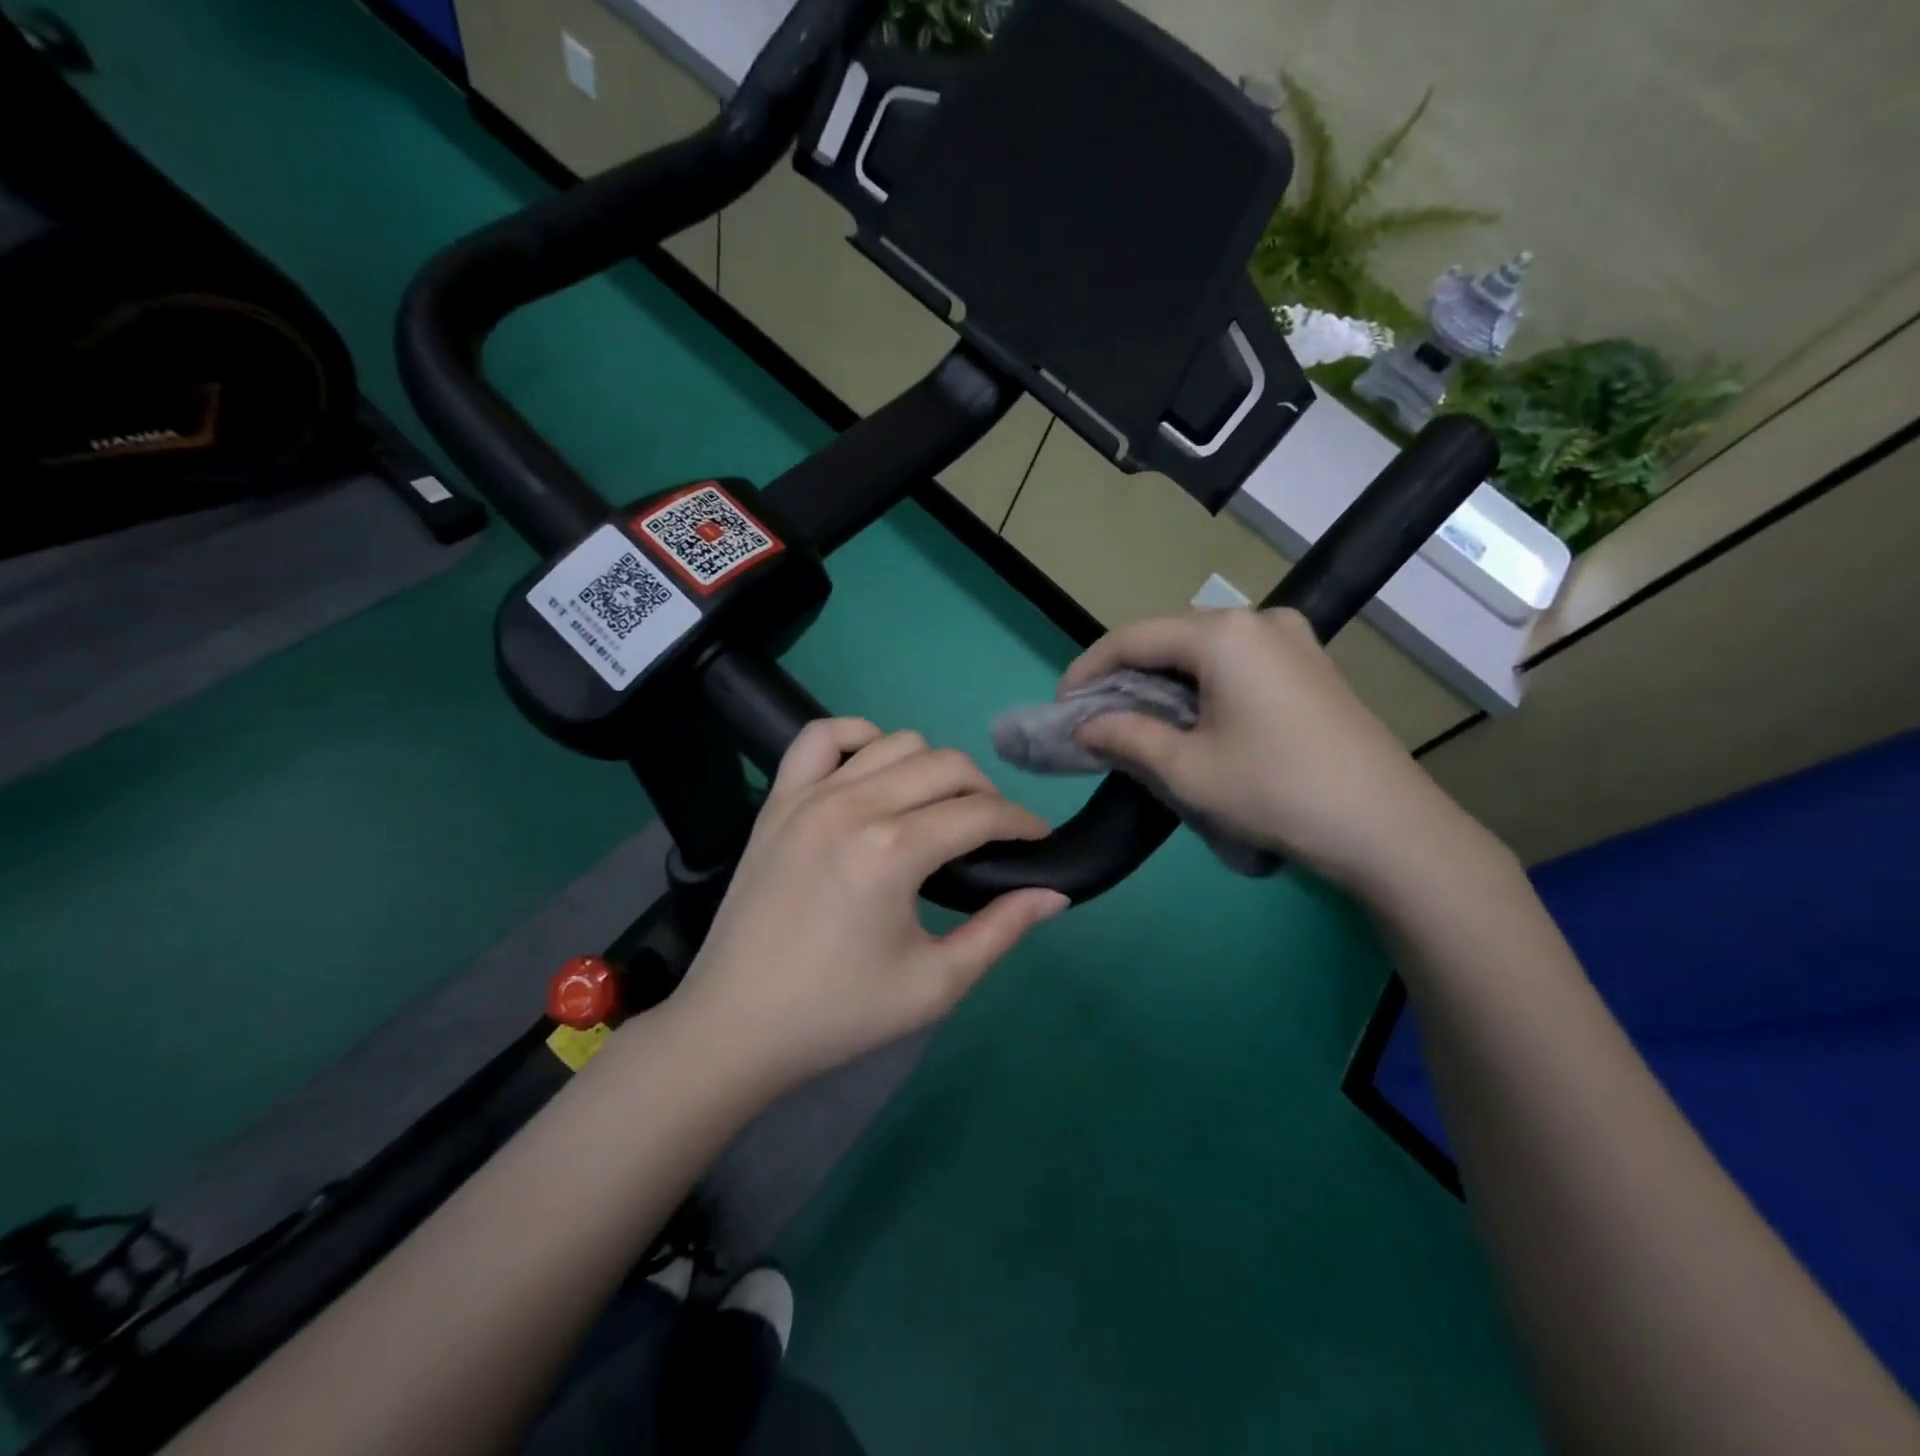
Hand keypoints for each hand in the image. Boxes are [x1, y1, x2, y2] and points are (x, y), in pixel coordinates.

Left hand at [668, 720, 1068, 1096]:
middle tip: (992, 835)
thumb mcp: (935, 986)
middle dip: (986, 793)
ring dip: (932, 768)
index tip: (1038, 841)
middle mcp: (853, 805)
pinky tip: (874, 772)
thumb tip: (1054, 893)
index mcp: (893, 851)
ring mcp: (809, 795)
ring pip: (895, 742)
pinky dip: (860, 738)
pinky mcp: (778, 799)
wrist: (735, 1025)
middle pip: (946, 765)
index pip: (981, 813)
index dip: (1022, 824)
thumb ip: (1001, 932)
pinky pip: (822, 736)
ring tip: (936, 810)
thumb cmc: (840, 1013)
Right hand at [1061, 608, 1481, 894]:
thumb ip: (1124, 737)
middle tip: (1097, 718)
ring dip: (1164, 682)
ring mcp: (1292, 640)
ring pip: (1203, 651)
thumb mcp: (1186, 769)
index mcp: (1223, 635)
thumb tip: (1084, 726)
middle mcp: (1258, 620)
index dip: (1088, 669)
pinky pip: (1237, 663)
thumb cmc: (1275, 791)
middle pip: (1169, 638)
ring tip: (1138, 723)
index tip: (1062, 707)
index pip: (1132, 638)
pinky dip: (1202, 686)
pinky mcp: (1310, 665)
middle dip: (1126, 676)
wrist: (1387, 826)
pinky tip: (1192, 720)